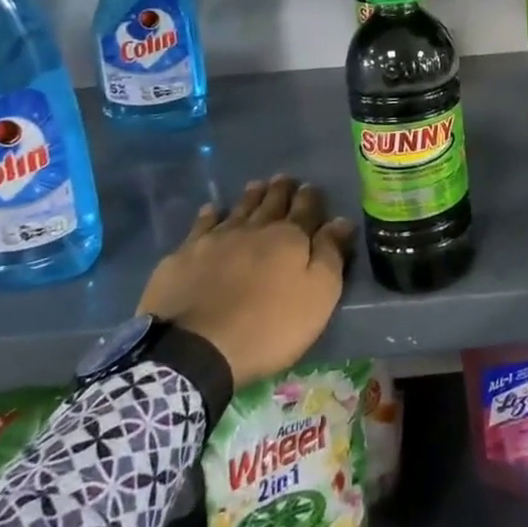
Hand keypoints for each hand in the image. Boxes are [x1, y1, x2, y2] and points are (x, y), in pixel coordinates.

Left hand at [137, 175, 355, 388]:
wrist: (196, 348)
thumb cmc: (268, 326)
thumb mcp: (317, 296)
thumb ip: (330, 255)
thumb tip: (342, 220)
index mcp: (289, 238)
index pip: (306, 209)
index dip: (310, 197)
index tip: (311, 187)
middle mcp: (254, 229)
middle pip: (271, 203)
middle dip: (281, 190)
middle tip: (284, 178)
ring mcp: (216, 239)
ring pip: (239, 209)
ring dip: (250, 196)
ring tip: (256, 185)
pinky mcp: (185, 255)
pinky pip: (201, 226)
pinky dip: (209, 215)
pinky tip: (212, 210)